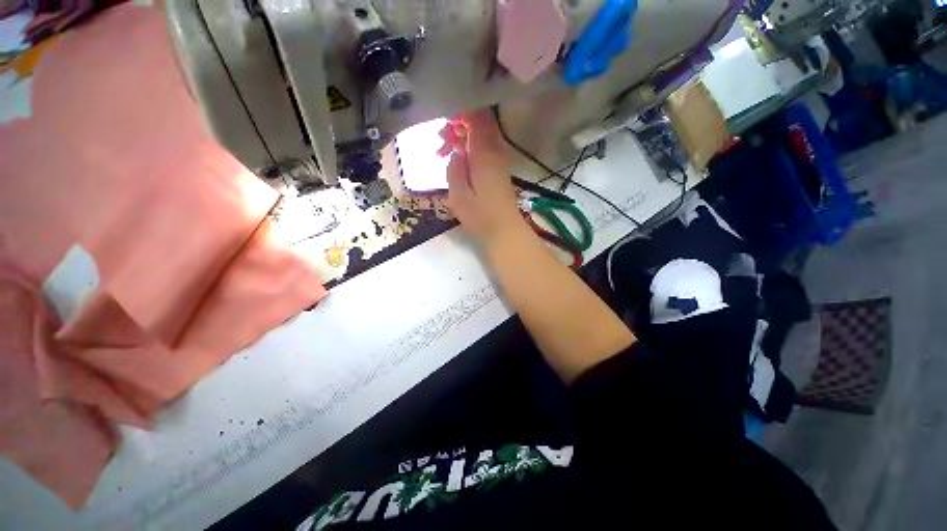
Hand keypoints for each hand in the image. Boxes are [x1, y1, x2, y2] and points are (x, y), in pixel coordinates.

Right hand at [438, 110, 521, 242]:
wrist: (504, 230)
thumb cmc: (480, 216)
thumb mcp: (458, 195)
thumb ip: (454, 169)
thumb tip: (456, 151)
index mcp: (484, 153)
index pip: (477, 117)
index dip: (460, 112)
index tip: (443, 122)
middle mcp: (495, 151)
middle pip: (479, 122)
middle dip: (457, 125)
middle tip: (440, 141)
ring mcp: (499, 159)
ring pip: (481, 135)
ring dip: (462, 138)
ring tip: (443, 153)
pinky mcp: (498, 169)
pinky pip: (484, 148)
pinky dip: (469, 148)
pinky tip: (457, 161)